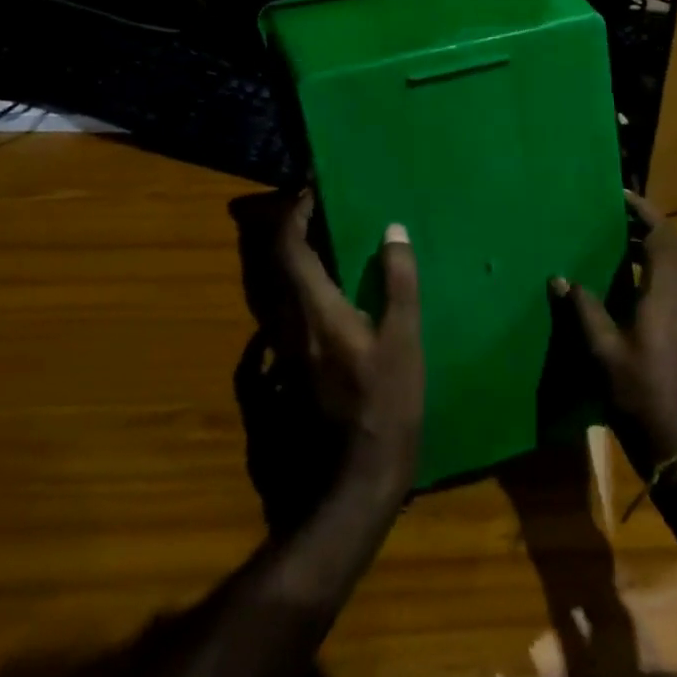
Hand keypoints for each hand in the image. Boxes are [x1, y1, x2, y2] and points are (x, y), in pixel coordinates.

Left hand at [275, 191, 423, 499]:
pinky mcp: (281, 378)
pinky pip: (275, 323)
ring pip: (273, 293)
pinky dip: (287, 298)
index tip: (311, 192)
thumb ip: (399, 282)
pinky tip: (308, 303)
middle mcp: (287, 326)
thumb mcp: (403, 341)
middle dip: (288, 232)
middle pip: (273, 266)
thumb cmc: (384, 407)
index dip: (294, 214)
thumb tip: (392, 230)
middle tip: (313, 213)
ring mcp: (279, 356)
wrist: (350, 485)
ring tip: (317, 247)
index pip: (288, 247)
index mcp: (314, 310)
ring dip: (289, 263)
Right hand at [553, 191, 676, 476]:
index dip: (645, 212)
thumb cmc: (639, 397)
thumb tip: (560, 278)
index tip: (621, 195)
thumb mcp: (603, 353)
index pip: (664, 238)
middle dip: (651, 223)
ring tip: (618, 240)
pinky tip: (627, 282)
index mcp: (667, 297)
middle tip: (618, 214)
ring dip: (654, 245)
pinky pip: (676, 283)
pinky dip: (656, 267)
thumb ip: (583, 310)